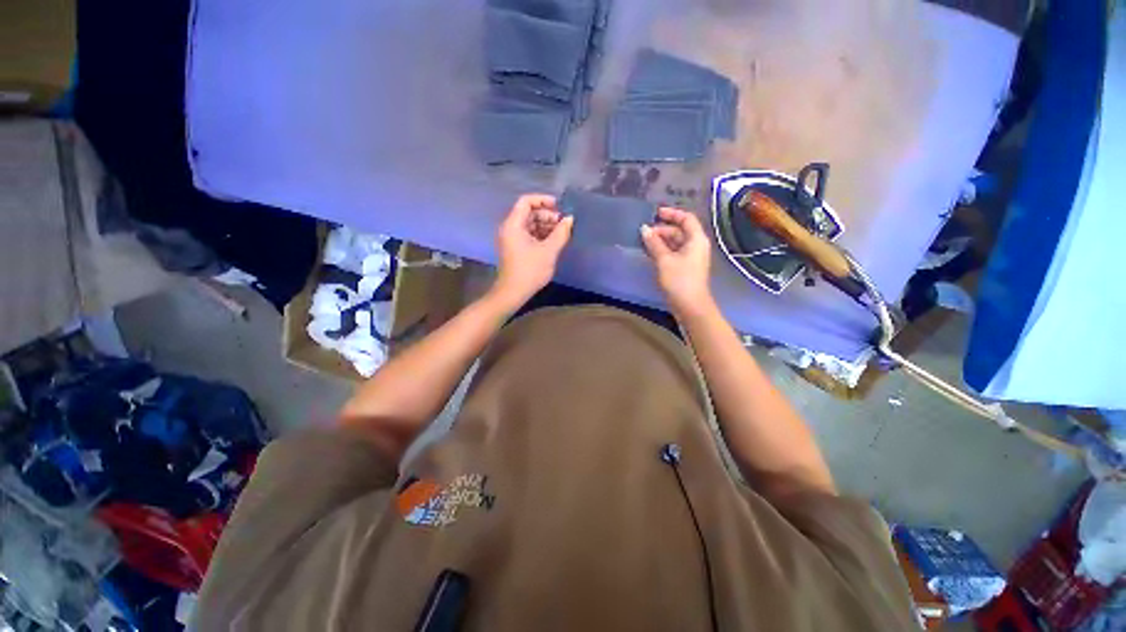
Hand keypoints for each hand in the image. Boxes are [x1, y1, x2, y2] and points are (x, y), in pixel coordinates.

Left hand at [491, 194, 573, 310]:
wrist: (513, 292)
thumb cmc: (530, 270)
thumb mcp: (549, 251)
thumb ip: (561, 233)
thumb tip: (570, 219)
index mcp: (513, 224)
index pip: (526, 201)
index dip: (543, 200)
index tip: (559, 207)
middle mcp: (509, 228)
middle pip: (528, 212)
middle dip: (547, 215)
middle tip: (563, 223)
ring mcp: (511, 239)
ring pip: (529, 224)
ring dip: (545, 226)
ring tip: (561, 233)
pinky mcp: (515, 248)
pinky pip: (528, 234)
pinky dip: (540, 235)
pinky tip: (554, 242)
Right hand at [640, 207, 714, 317]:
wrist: (690, 306)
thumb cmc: (679, 280)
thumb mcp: (664, 260)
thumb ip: (654, 243)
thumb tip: (644, 229)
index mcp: (696, 239)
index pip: (686, 218)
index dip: (671, 213)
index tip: (655, 213)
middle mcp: (696, 245)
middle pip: (679, 231)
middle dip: (662, 229)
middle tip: (644, 232)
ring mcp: (691, 257)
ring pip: (675, 243)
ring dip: (661, 241)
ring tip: (644, 242)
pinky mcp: (685, 268)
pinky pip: (673, 253)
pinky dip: (662, 250)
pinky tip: (650, 253)